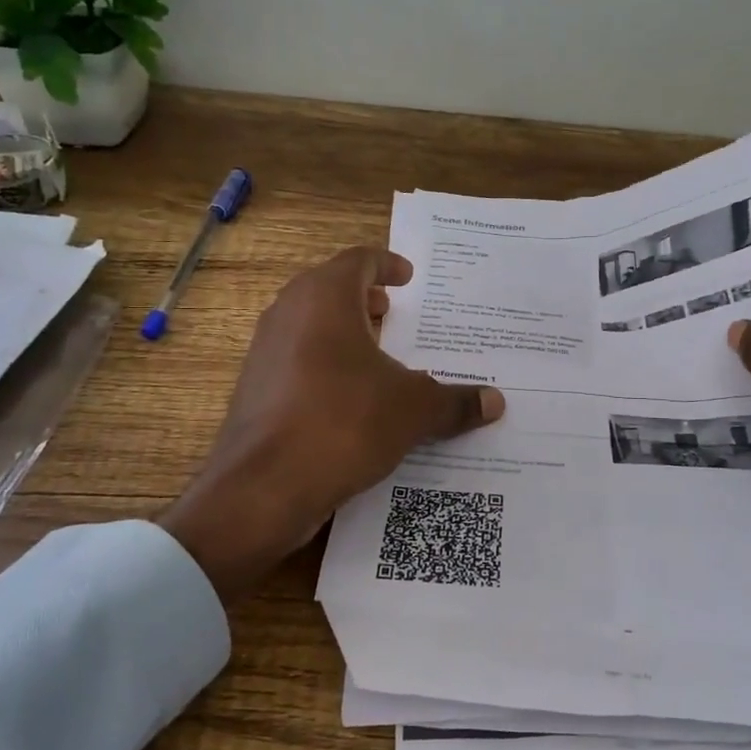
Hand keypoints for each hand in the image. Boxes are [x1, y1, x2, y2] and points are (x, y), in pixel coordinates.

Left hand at [160, 246, 504, 605]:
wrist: (263, 488)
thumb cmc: (344, 423)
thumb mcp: (413, 410)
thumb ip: (455, 401)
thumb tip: (496, 402)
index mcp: (325, 298)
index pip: (359, 261)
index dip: (387, 265)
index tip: (408, 277)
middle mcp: (289, 313)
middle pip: (330, 289)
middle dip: (365, 299)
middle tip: (396, 313)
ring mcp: (265, 351)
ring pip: (310, 326)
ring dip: (344, 332)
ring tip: (379, 356)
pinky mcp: (254, 389)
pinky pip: (297, 361)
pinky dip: (326, 365)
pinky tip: (352, 398)